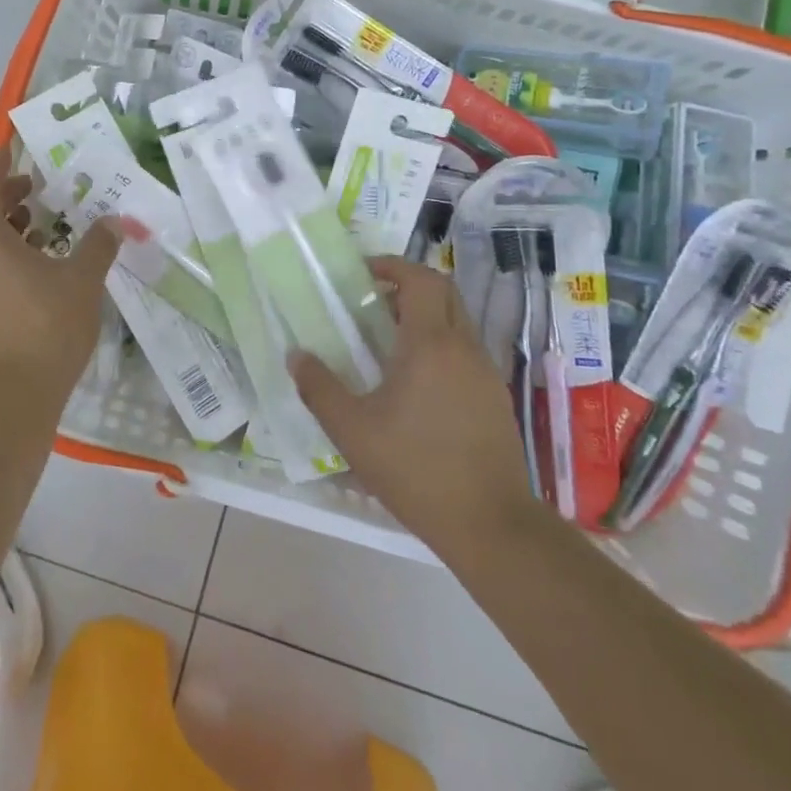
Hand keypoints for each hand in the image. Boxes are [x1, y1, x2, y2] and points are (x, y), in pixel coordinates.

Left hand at [0, 149, 121, 389]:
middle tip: (42, 190)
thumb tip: (116, 222)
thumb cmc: (45, 326)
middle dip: (10, 198)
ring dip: (14, 230)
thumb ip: (99, 246)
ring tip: (49, 229)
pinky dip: (14, 258)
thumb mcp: (81, 280)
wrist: (11, 397)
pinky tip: (47, 271)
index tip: (14, 151)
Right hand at [290, 258, 531, 552]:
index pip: (421, 280)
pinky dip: (439, 344)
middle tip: (372, 301)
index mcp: (430, 345)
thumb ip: (319, 388)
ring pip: (457, 321)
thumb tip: (296, 354)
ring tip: (387, 340)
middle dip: (408, 285)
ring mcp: (485, 373)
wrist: (490, 524)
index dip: (392, 265)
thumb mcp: (352, 430)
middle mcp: (463, 348)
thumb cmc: (415, 469)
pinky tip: (415, 382)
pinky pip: (465, 351)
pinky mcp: (495, 398)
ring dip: (425, 315)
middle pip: (444, 292)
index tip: (363, 273)